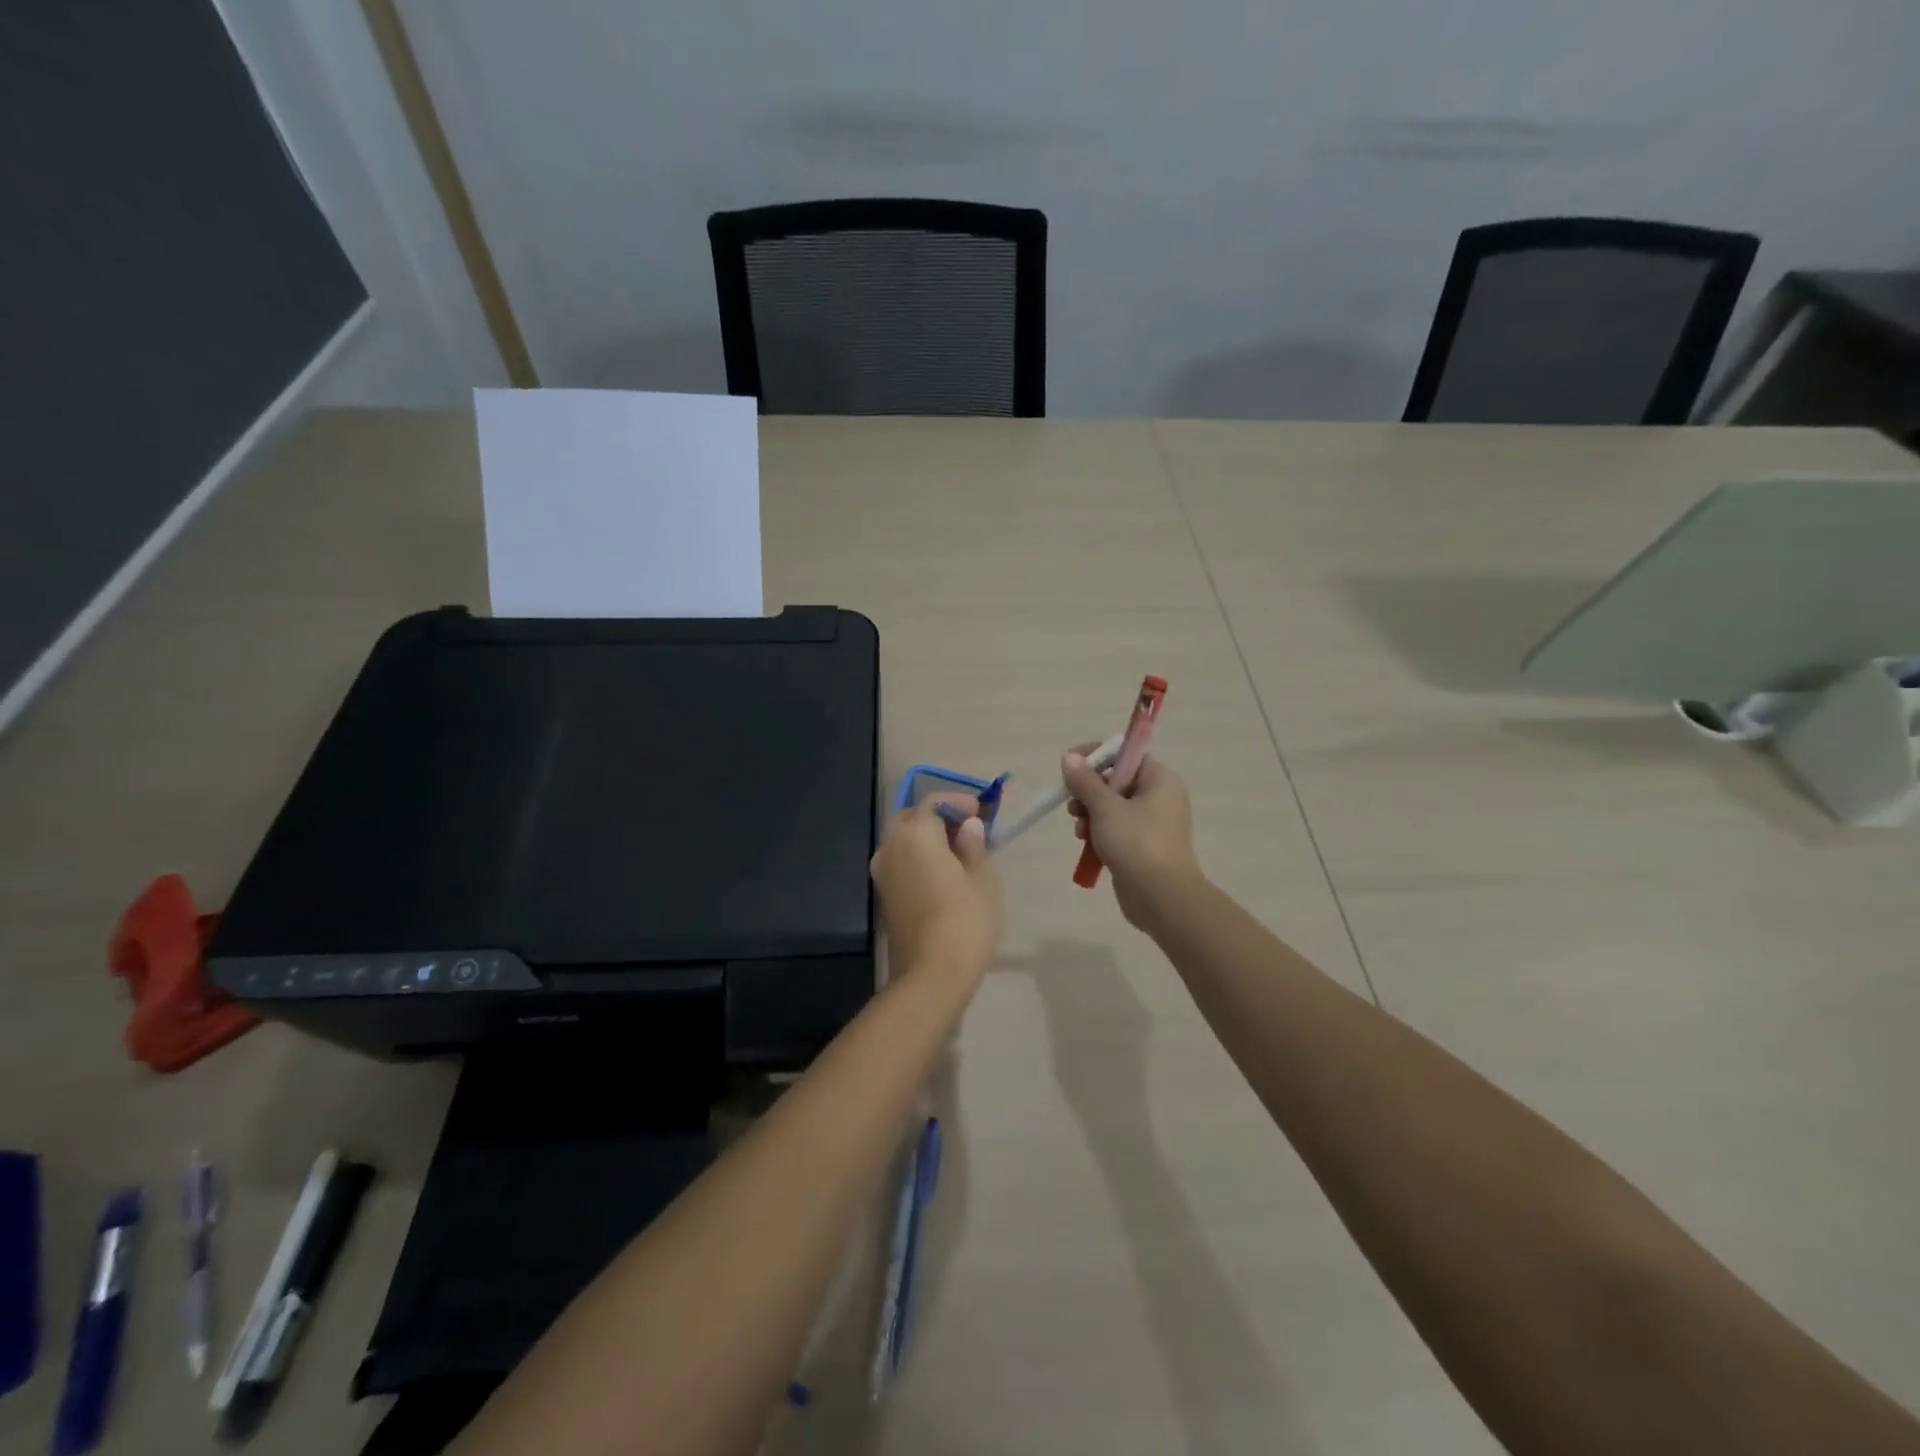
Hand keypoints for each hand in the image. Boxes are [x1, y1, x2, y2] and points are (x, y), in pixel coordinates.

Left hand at [870, 795, 1004, 987]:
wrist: (931, 975)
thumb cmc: (965, 920)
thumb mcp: (982, 878)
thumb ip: (973, 845)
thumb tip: (967, 826)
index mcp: (914, 834)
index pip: (933, 802)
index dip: (958, 802)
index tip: (980, 812)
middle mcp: (890, 847)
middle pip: (912, 819)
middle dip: (939, 819)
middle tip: (968, 830)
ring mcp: (882, 873)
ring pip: (903, 842)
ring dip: (928, 840)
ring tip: (959, 854)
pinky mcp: (884, 895)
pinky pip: (901, 863)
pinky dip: (919, 859)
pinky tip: (943, 874)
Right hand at [1063, 746, 1201, 930]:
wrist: (1161, 896)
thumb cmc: (1136, 842)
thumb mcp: (1105, 807)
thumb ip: (1085, 781)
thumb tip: (1069, 757)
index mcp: (1159, 779)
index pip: (1125, 754)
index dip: (1095, 755)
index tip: (1069, 763)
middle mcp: (1160, 796)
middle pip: (1116, 780)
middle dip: (1089, 790)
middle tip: (1072, 802)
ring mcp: (1153, 823)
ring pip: (1113, 806)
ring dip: (1090, 813)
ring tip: (1079, 828)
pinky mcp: (1144, 846)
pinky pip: (1117, 828)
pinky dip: (1100, 831)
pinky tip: (1085, 842)